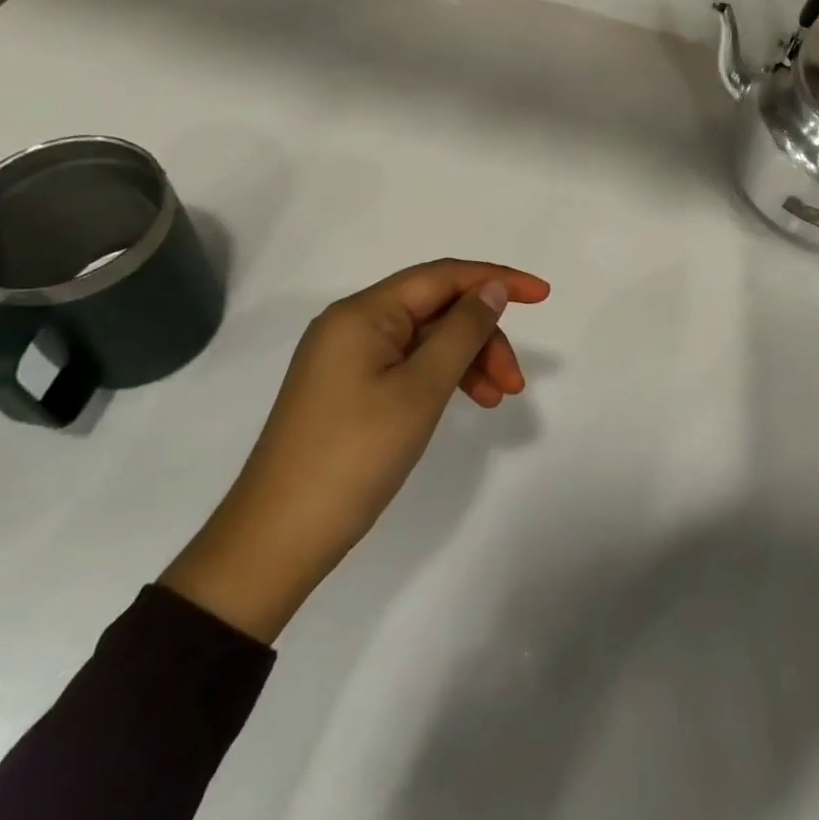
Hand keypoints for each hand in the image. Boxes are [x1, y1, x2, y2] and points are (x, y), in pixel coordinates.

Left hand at [160, 259, 550, 641]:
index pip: (443, 276)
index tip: (543, 296)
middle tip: (515, 382)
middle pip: (437, 309)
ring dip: (468, 360)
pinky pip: (409, 364)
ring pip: (427, 339)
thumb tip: (491, 289)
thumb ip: (462, 330)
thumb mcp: (420, 389)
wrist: (275, 543)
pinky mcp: (349, 388)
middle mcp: (353, 324)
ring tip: (497, 399)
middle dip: (483, 336)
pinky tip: (466, 401)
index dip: (497, 280)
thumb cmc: (354, 456)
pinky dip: (443, 377)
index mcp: (363, 313)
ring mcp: (348, 358)